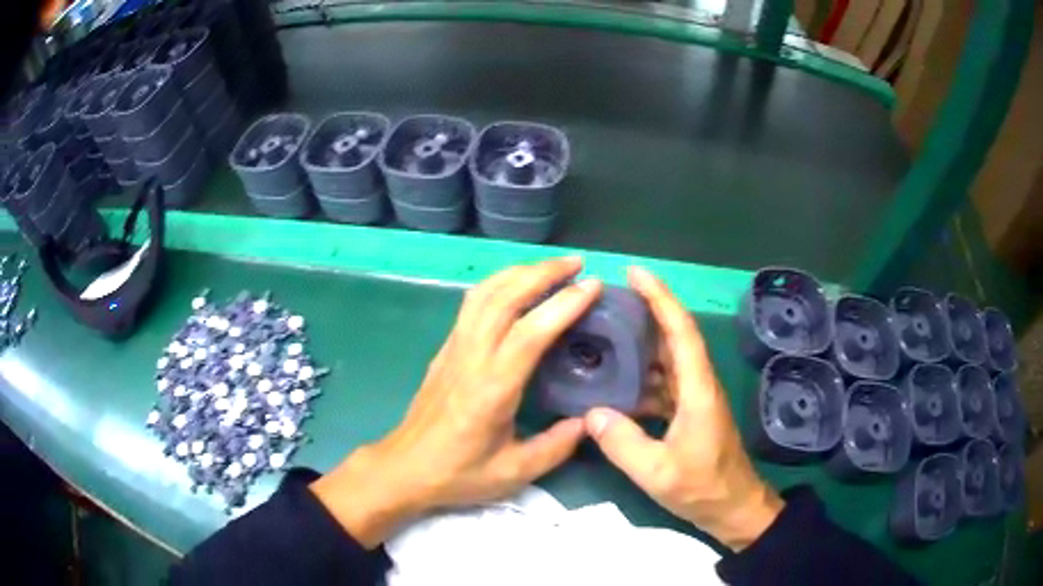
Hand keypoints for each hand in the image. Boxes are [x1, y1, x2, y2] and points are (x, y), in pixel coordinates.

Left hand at [312, 257, 602, 547]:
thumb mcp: (513, 472)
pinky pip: (472, 304)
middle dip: (543, 272)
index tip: (593, 286)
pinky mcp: (445, 349)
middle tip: (577, 263)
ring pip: (484, 293)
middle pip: (505, 297)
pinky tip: (514, 286)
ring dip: (518, 271)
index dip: (564, 304)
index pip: (531, 331)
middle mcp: (471, 356)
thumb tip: (589, 421)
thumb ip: (555, 447)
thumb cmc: (457, 473)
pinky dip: (498, 283)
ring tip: (550, 268)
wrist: (404, 468)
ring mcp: (454, 348)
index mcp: (492, 387)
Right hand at [585, 267, 782, 551]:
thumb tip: (590, 412)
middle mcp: (699, 385)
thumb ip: (623, 443)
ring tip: (608, 334)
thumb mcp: (658, 473)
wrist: (734, 507)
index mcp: (698, 389)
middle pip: (675, 337)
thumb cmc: (704, 488)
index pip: (681, 331)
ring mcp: (696, 399)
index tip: (636, 273)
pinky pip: (665, 384)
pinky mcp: (691, 413)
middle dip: (648, 310)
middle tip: (610, 299)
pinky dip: (643, 376)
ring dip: (644, 343)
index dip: (660, 298)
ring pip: (669, 359)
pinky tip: (618, 385)